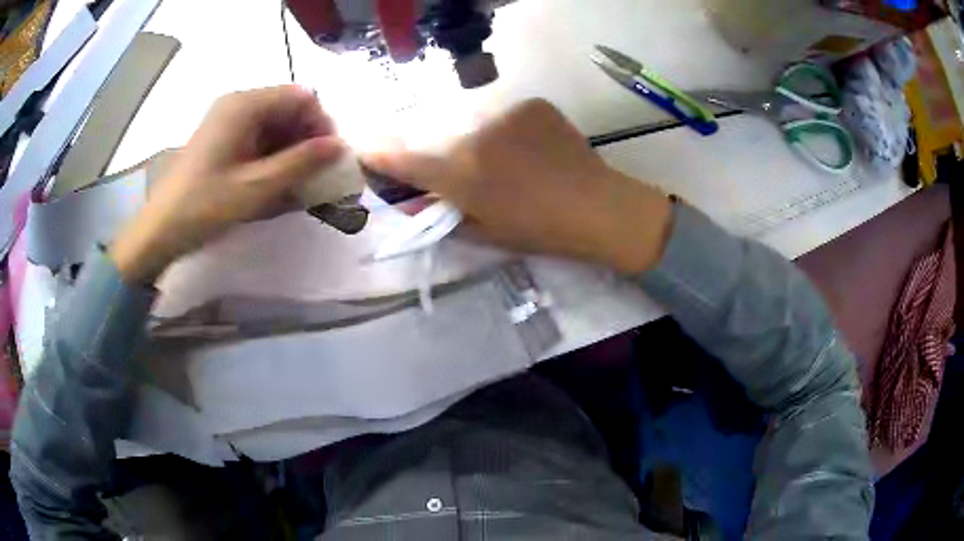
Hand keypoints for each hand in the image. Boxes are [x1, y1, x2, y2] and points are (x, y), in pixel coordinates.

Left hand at [111, 86, 344, 283]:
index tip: (329, 158)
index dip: (321, 124)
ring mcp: (226, 120)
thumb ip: (301, 163)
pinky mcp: (220, 138)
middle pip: (288, 108)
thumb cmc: (204, 206)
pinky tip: (274, 181)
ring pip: (274, 124)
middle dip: (307, 138)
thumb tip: (341, 146)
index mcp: (245, 105)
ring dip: (291, 149)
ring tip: (297, 182)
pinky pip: (257, 137)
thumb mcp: (256, 187)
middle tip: (315, 174)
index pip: (301, 97)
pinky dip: (272, 155)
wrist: (159, 230)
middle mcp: (237, 103)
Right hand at [363, 99, 672, 273]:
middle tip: (477, 177)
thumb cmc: (540, 230)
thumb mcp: (484, 232)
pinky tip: (533, 150)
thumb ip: (443, 214)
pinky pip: (505, 117)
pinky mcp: (531, 104)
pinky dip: (509, 132)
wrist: (599, 208)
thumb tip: (415, 200)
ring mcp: (505, 114)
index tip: (364, 148)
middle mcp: (474, 135)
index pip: (404, 159)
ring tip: (514, 165)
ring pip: (475, 126)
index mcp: (460, 174)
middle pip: (443, 141)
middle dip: (448, 158)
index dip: (380, 155)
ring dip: (482, 144)